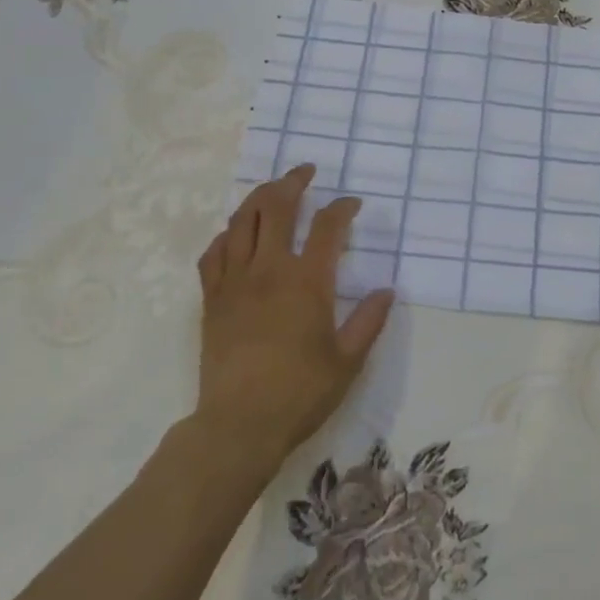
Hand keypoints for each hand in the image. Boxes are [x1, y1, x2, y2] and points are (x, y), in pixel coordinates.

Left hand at [190, 165, 393, 475]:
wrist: (238, 426)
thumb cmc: (300, 393)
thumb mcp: (348, 361)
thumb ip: (369, 321)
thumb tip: (386, 291)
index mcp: (308, 281)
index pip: (327, 226)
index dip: (342, 207)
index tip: (352, 203)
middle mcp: (269, 270)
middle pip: (277, 207)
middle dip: (293, 182)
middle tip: (305, 172)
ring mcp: (235, 282)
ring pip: (242, 222)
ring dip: (259, 198)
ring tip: (272, 190)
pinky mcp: (212, 300)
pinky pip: (214, 253)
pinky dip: (227, 235)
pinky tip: (235, 234)